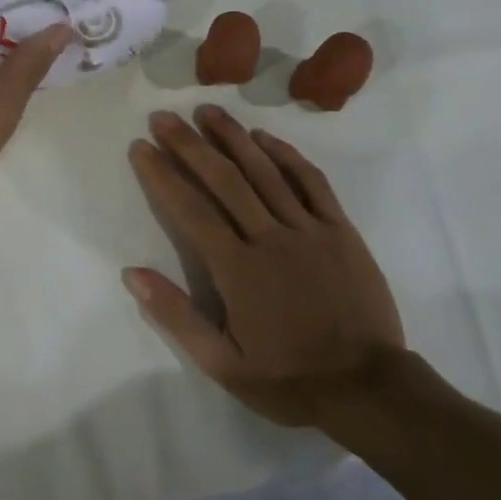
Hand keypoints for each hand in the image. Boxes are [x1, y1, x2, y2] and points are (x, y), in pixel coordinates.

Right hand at [124, 105, 403, 427]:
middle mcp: (270, 238)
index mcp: (237, 270)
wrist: (369, 390)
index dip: (162, 175)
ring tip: (207, 110)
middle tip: (164, 117)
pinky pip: (312, 182)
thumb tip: (132, 273)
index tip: (141, 147)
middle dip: (190, 144)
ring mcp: (309, 230)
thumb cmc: (290, 379)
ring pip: (266, 171)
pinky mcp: (341, 230)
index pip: (191, 210)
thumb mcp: (223, 363)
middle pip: (224, 180)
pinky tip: (265, 137)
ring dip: (233, 137)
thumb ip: (176, 315)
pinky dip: (287, 155)